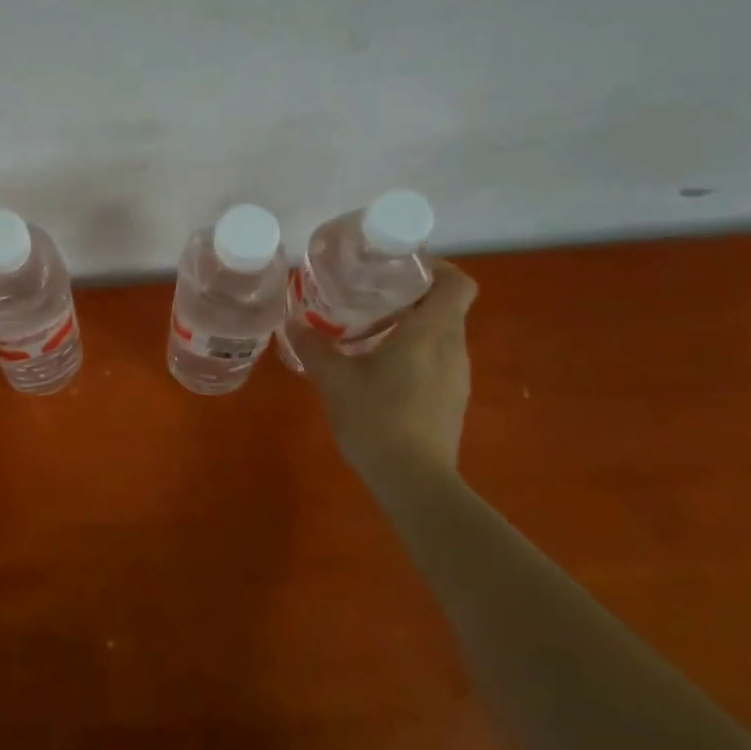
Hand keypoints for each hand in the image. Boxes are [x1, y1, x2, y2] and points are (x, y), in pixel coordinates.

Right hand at [286, 258, 478, 479]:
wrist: (414, 483)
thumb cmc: (377, 418)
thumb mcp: (334, 379)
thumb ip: (313, 346)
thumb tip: (293, 323)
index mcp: (432, 332)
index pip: (457, 283)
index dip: (436, 266)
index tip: (400, 266)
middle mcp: (453, 348)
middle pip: (446, 305)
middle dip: (411, 294)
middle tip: (369, 294)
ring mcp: (457, 377)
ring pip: (440, 334)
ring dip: (411, 324)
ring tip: (368, 329)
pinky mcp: (451, 401)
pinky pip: (436, 360)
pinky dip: (413, 352)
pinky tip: (378, 368)